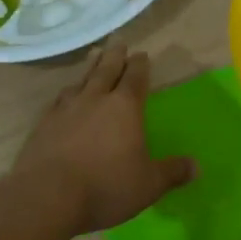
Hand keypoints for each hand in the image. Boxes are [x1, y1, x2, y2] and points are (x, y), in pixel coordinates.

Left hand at [10, 42, 192, 234]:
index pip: (135, 78)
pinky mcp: (43, 125)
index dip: (140, 66)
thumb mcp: (149, 185)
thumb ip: (173, 172)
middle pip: (106, 70)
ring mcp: (65, 110)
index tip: (142, 55)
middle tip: (118, 42)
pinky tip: (65, 97)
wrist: (46, 198)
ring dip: (90, 68)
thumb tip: (197, 166)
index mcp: (125, 108)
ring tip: (93, 59)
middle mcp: (95, 100)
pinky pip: (59, 100)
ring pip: (81, 81)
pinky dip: (67, 93)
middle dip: (115, 56)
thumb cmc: (106, 187)